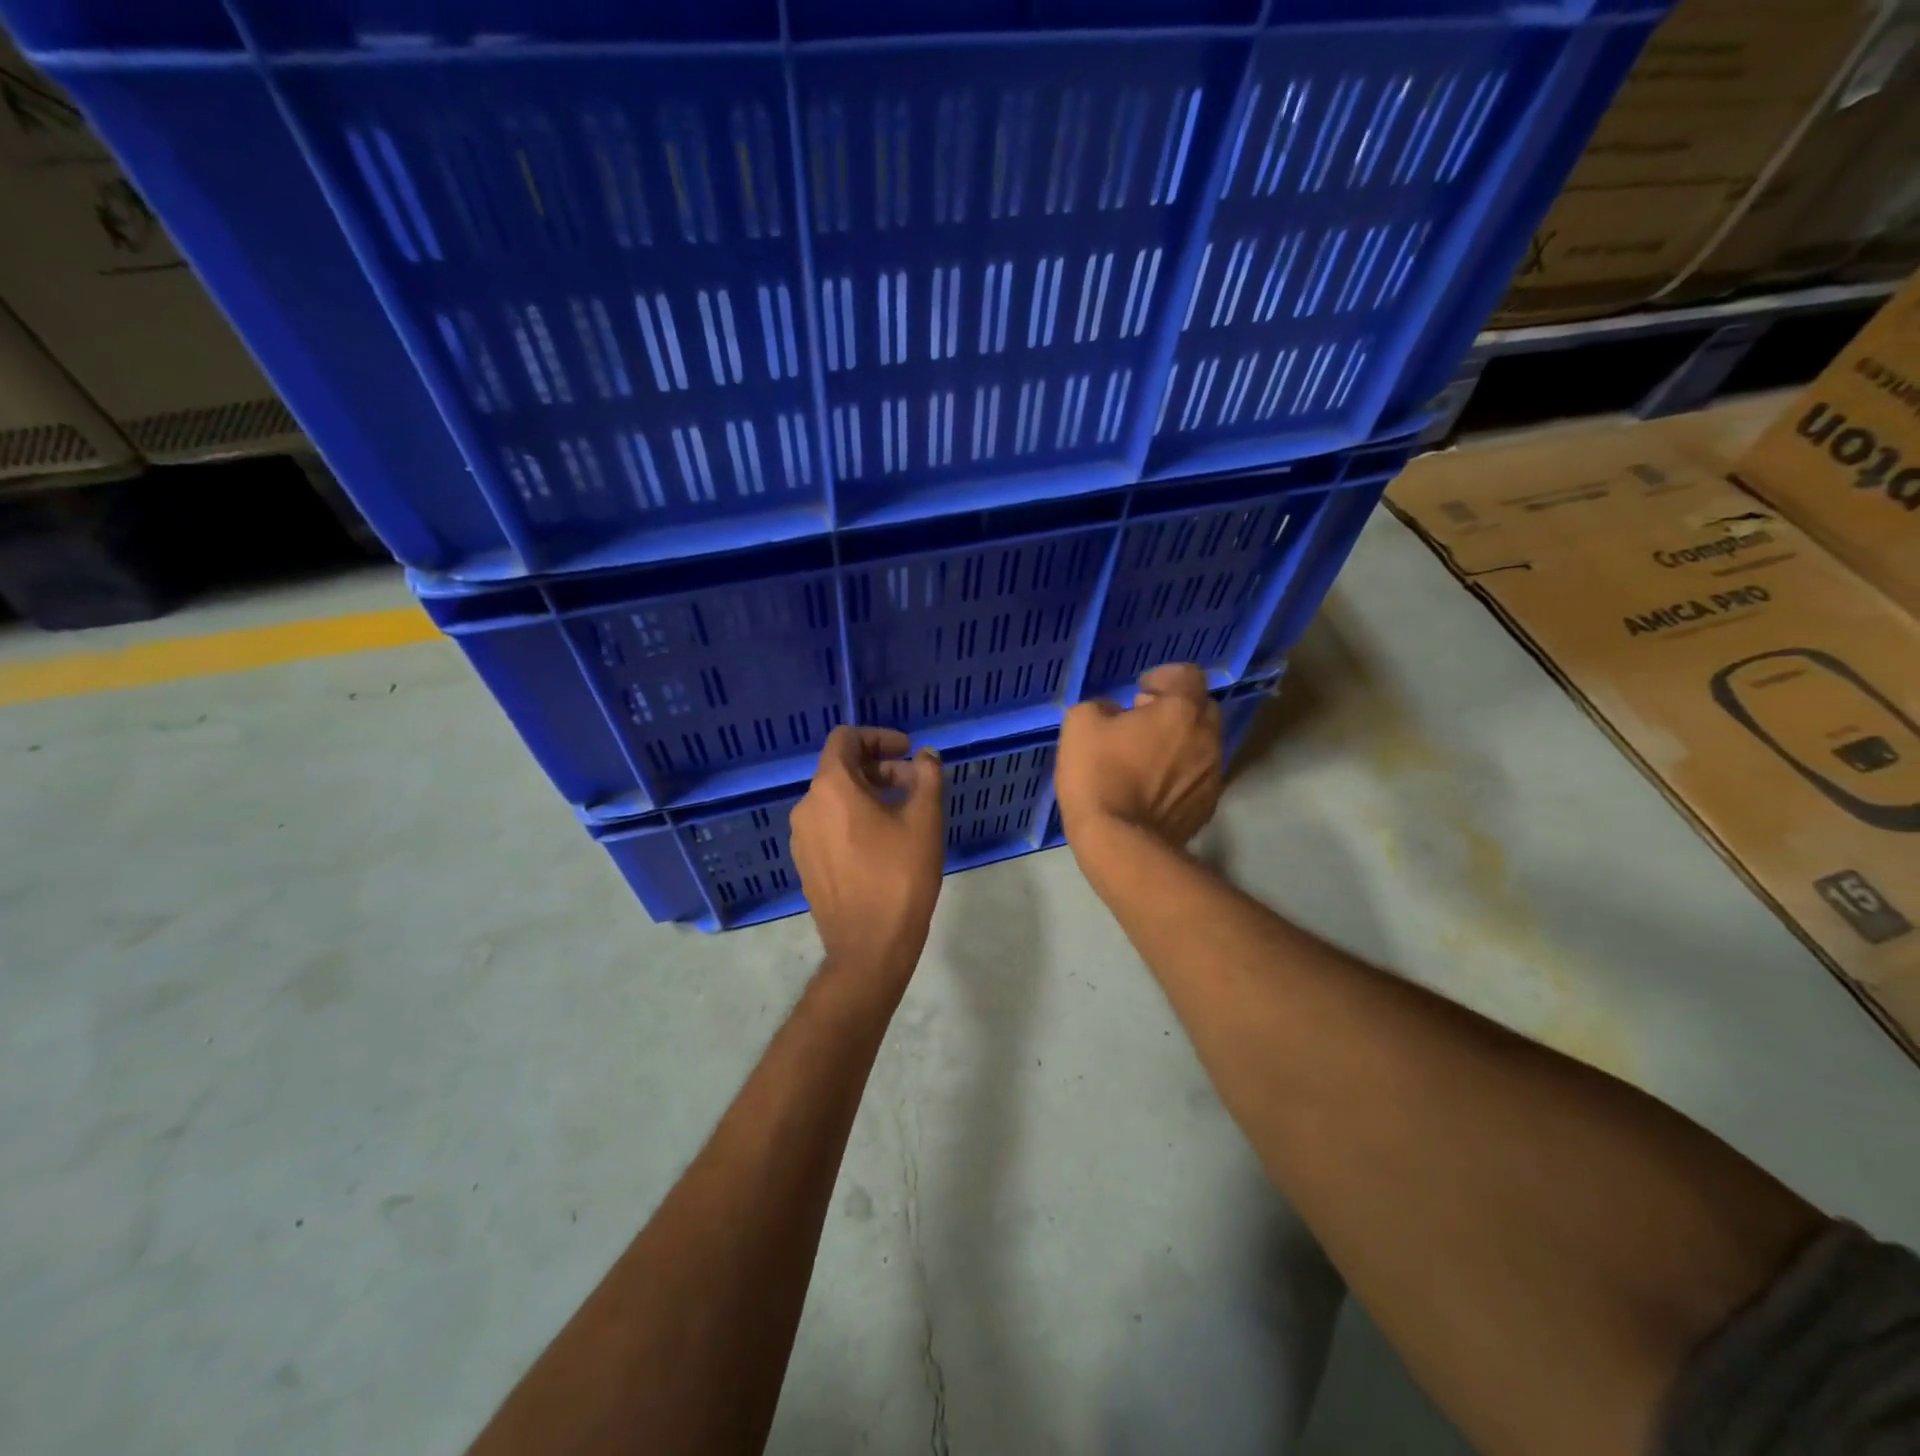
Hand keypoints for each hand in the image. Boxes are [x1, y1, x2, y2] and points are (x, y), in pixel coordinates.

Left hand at [791, 726, 944, 982]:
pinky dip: (853, 819)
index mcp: (830, 788)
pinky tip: (882, 843)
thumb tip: (926, 755)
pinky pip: (828, 826)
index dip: (879, 737)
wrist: (869, 948)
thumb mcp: (925, 820)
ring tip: (903, 815)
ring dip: (868, 794)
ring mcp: (802, 838)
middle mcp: (806, 807)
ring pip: (834, 799)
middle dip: (880, 768)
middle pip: (840, 769)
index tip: (908, 751)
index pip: (845, 739)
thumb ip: (928, 777)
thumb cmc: (900, 877)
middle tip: (915, 785)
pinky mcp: (806, 864)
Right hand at [1056, 663, 1222, 847]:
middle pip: (1202, 708)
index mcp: (1181, 711)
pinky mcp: (1206, 806)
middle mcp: (1206, 737)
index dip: (1163, 677)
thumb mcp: (1080, 724)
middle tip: (1142, 722)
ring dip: (1179, 743)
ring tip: (1145, 759)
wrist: (1120, 843)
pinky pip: (1197, 777)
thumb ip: (1101, 706)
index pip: (1188, 674)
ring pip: (1202, 744)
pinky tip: (1151, 789)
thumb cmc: (1099, 776)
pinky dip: (1179, 775)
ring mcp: (1211, 775)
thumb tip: (1114, 712)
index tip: (1139, 691)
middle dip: (1175, 709)